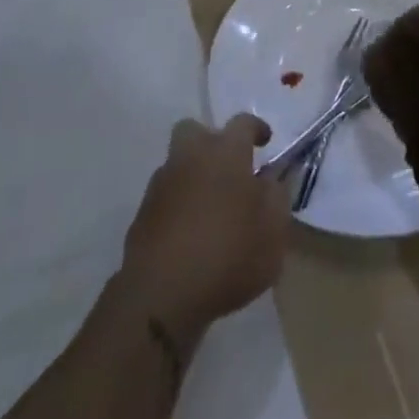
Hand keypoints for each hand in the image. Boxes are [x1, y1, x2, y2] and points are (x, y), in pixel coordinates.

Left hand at [118, 114, 289, 339]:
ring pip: (178, 164)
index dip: (256, 128)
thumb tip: (270, 180)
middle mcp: (191, 157)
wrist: (161, 295)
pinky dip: (178, 206)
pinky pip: (166, 198)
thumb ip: (276, 198)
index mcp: (226, 152)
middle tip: (228, 167)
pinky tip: (190, 234)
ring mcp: (162, 184)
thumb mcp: (273, 231)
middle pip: (195, 131)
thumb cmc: (228, 254)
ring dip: (193, 176)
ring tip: (211, 208)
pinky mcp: (142, 215)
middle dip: (211, 142)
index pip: (242, 123)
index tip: (265, 140)